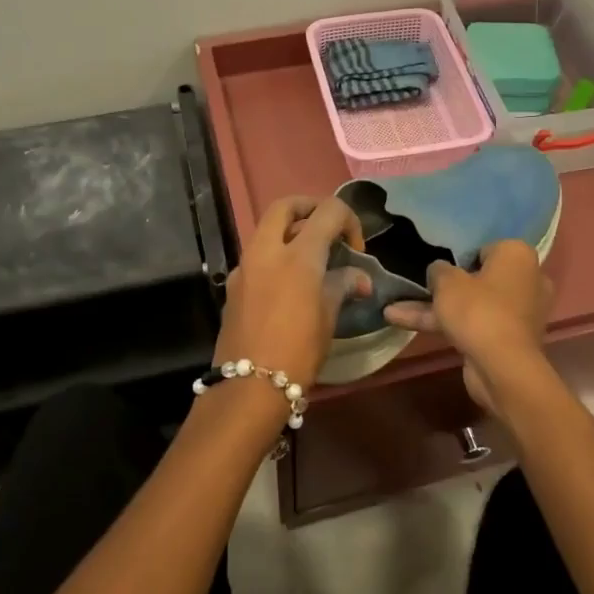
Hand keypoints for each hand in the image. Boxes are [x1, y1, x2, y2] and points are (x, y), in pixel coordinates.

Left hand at [214, 196, 369, 390]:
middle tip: (327, 229)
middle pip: (286, 206)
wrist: (249, 387)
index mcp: (298, 254)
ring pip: (266, 228)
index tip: (355, 249)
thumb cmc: (298, 350)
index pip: (328, 212)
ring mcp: (245, 265)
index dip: (349, 221)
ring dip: (290, 230)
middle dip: (310, 208)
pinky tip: (288, 283)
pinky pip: (256, 255)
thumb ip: (343, 285)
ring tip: (311, 257)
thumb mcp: (328, 316)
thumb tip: (359, 278)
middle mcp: (267, 250)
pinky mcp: (233, 284)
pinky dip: (275, 254)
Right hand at [383, 240, 553, 413]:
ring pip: (472, 304)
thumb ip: (438, 270)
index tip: (437, 266)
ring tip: (393, 310)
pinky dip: (446, 325)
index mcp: (517, 255)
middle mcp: (525, 280)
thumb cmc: (478, 310)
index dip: (458, 257)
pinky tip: (405, 325)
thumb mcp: (447, 282)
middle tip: (417, 285)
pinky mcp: (508, 339)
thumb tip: (439, 270)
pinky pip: (474, 324)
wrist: (502, 368)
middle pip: (478, 277)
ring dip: (436, 308)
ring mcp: (518, 312)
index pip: (483, 248)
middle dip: (444, 286)